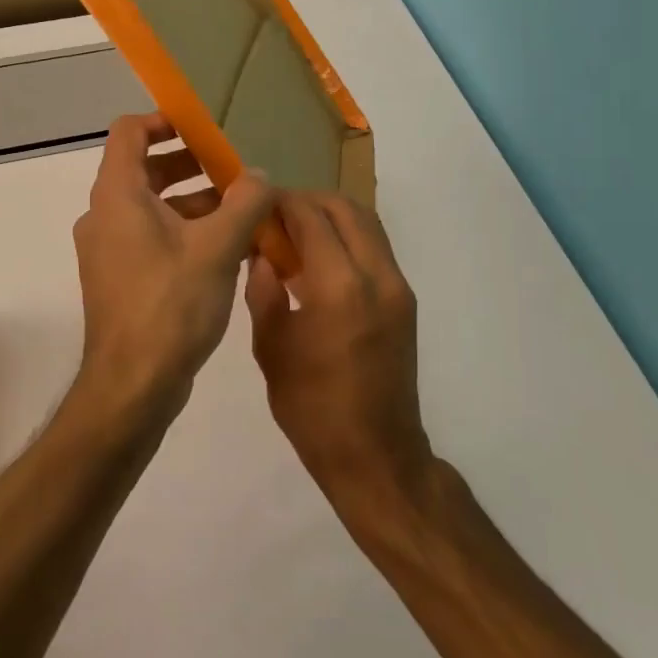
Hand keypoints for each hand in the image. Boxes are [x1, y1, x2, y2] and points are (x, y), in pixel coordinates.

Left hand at [72, 114, 272, 425]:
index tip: (203, 126)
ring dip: (194, 201)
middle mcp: (105, 215)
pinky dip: (185, 231)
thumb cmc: (171, 305)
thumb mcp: (218, 247)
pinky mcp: (120, 278)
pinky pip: (152, 238)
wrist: (133, 385)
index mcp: (118, 195)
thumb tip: (260, 176)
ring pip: (152, 207)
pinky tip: (228, 249)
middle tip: (233, 169)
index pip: (130, 132)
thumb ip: (245, 202)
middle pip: (144, 168)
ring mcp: (109, 249)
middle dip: (191, 164)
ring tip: (242, 209)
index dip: (164, 120)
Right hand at [247, 193, 430, 506]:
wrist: (376, 456)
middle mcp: (376, 275)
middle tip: (274, 215)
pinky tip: (319, 259)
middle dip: (306, 201)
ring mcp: (397, 286)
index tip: (254, 203)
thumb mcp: (271, 348)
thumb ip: (263, 291)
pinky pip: (375, 246)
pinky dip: (347, 236)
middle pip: (344, 207)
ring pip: (366, 222)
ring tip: (295, 232)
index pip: (310, 216)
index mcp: (339, 287)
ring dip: (330, 215)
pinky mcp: (404, 299)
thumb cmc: (312, 408)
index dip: (280, 202)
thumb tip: (260, 253)